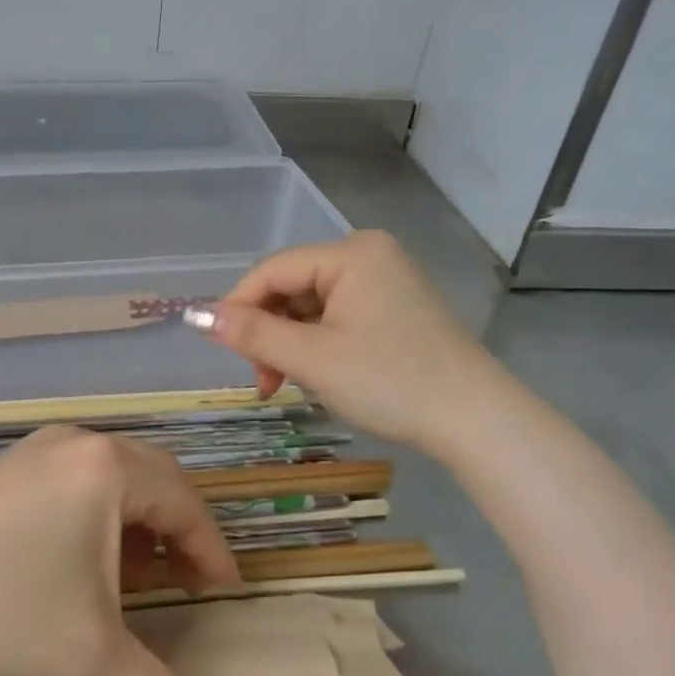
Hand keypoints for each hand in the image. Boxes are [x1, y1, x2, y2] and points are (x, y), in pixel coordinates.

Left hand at [0, 426, 240, 675]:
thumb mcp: (88, 657)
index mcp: (107, 467)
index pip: (186, 503)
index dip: (213, 551)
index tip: (226, 594)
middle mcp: (78, 442)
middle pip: (154, 480)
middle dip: (178, 532)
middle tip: (189, 584)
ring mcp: (37, 449)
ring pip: (113, 477)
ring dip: (136, 524)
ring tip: (136, 578)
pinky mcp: (8, 466)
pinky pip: (76, 479)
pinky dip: (97, 515)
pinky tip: (82, 561)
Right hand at [194, 230, 498, 460]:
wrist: (477, 422)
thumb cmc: (390, 382)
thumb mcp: (312, 359)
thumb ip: (252, 334)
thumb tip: (197, 317)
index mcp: (351, 253)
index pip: (272, 270)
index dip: (237, 306)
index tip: (219, 349)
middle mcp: (369, 255)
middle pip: (292, 287)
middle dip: (269, 334)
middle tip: (264, 382)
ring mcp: (386, 281)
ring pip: (311, 306)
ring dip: (290, 345)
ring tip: (288, 385)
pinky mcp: (395, 308)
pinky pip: (337, 317)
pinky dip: (317, 346)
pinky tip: (318, 375)